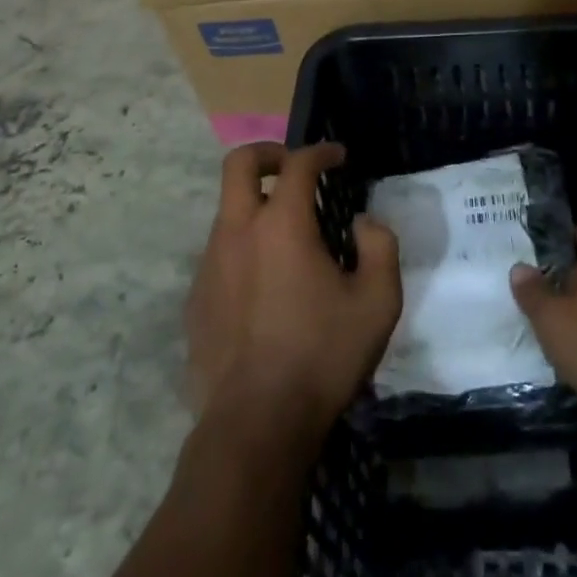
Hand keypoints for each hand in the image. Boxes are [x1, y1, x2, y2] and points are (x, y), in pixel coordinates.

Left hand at [185, 142, 401, 446]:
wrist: (255, 425)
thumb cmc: (321, 357)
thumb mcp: (377, 302)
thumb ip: (380, 247)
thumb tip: (362, 222)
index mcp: (281, 224)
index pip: (298, 163)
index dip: (321, 151)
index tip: (338, 157)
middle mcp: (238, 231)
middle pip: (239, 163)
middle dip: (269, 153)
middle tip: (294, 168)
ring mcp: (210, 264)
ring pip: (227, 210)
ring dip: (256, 205)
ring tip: (287, 237)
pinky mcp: (196, 298)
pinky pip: (219, 253)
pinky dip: (243, 247)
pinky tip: (265, 284)